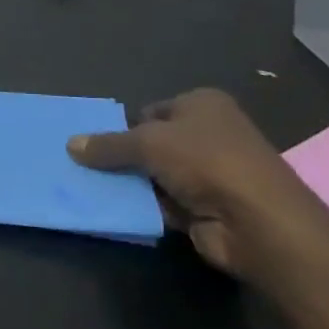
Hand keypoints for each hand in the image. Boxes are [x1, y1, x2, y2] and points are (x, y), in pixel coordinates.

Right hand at [66, 89, 328, 283]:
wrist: (258, 223)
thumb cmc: (206, 162)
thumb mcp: (146, 143)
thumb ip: (107, 144)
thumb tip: (70, 145)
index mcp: (203, 104)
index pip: (150, 111)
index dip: (124, 125)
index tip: (95, 142)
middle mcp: (209, 134)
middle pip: (151, 143)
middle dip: (123, 156)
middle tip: (84, 165)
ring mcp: (210, 173)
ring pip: (154, 174)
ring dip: (130, 184)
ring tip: (90, 187)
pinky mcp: (207, 208)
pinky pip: (163, 202)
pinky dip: (144, 206)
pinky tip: (115, 209)